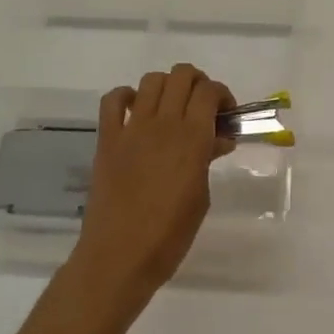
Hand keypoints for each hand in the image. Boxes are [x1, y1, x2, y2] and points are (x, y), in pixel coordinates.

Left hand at [72, 64, 235, 304]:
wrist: (119, 257)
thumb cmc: (169, 235)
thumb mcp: (201, 197)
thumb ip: (208, 159)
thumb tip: (218, 139)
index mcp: (191, 138)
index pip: (209, 91)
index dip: (222, 94)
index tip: (226, 114)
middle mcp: (163, 124)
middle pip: (181, 75)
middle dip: (197, 82)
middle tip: (201, 107)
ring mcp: (132, 129)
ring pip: (151, 80)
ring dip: (166, 86)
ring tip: (171, 107)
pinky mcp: (108, 139)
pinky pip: (112, 101)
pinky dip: (125, 97)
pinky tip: (135, 111)